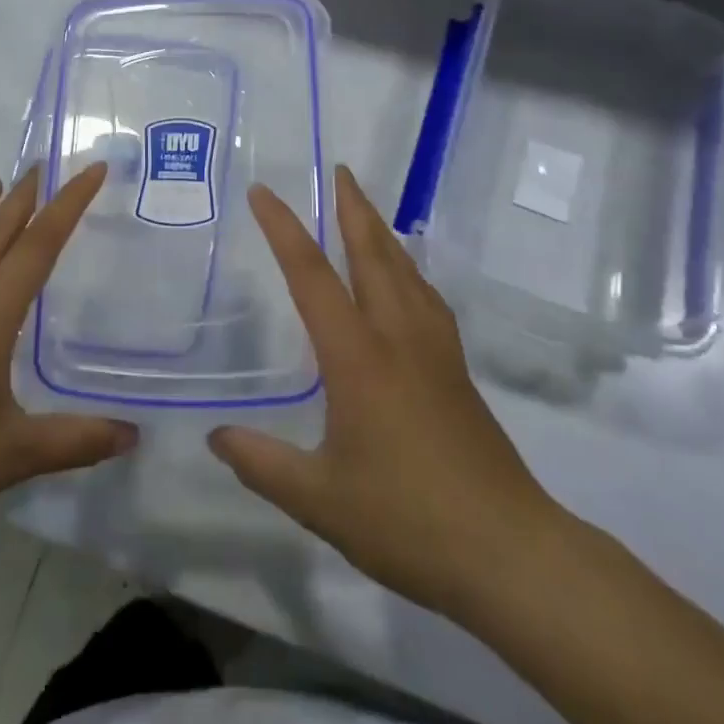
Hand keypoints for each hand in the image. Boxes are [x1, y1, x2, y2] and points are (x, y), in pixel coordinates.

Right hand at [208, 166, 562, 617]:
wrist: (508, 552)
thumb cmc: (407, 521)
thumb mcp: (320, 500)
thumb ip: (262, 463)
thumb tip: (216, 436)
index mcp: (358, 356)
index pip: (312, 276)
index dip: (284, 229)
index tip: (263, 193)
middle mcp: (398, 337)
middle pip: (373, 254)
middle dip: (352, 207)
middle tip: (339, 170)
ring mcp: (434, 351)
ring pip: (406, 271)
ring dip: (382, 232)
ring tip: (366, 210)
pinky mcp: (456, 371)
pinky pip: (427, 298)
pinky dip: (409, 270)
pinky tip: (405, 281)